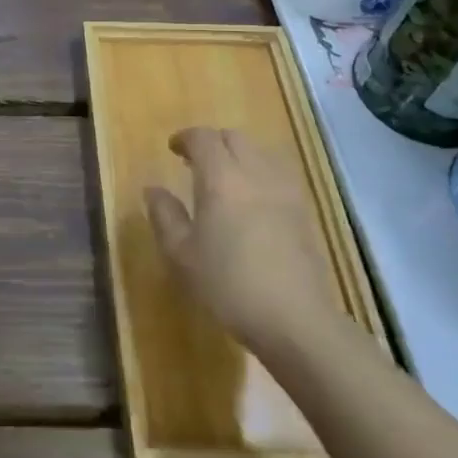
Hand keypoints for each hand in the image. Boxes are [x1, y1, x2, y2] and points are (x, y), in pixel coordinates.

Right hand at [144, 127, 341, 351]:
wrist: (294, 319)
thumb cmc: (227, 284)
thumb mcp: (181, 254)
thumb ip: (164, 215)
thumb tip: (154, 189)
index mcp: (221, 179)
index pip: (203, 138)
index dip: (185, 138)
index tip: (172, 149)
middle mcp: (256, 174)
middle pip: (235, 138)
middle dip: (212, 142)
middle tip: (194, 163)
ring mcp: (285, 191)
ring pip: (260, 153)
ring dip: (238, 156)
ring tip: (223, 180)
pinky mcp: (304, 211)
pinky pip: (277, 174)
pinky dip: (259, 174)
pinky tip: (251, 201)